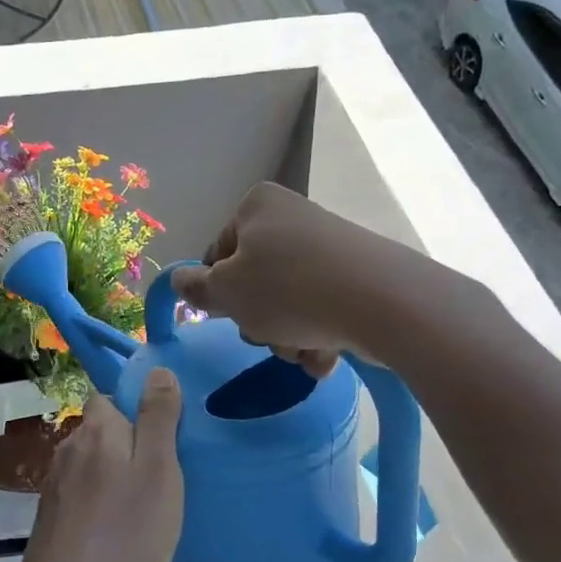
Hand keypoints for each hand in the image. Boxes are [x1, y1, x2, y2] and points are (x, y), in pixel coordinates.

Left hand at [16, 372, 183, 561]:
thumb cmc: (125, 532)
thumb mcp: (159, 471)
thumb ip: (158, 419)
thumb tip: (157, 370)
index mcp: (98, 430)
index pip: (109, 397)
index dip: (134, 409)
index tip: (161, 437)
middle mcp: (70, 447)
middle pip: (100, 431)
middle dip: (126, 445)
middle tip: (159, 477)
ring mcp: (55, 483)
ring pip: (90, 464)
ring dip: (112, 476)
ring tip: (139, 506)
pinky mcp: (50, 515)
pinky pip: (81, 493)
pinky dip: (97, 502)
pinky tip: (113, 529)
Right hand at [169, 183, 386, 376]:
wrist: (383, 302)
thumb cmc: (288, 289)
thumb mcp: (226, 292)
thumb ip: (194, 288)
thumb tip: (178, 280)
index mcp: (258, 207)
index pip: (218, 254)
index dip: (217, 292)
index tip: (227, 314)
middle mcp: (293, 218)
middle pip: (255, 282)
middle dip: (258, 320)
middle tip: (268, 334)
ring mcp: (330, 248)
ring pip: (288, 303)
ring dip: (286, 337)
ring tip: (303, 349)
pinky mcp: (359, 277)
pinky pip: (322, 310)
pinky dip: (318, 336)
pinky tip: (326, 354)